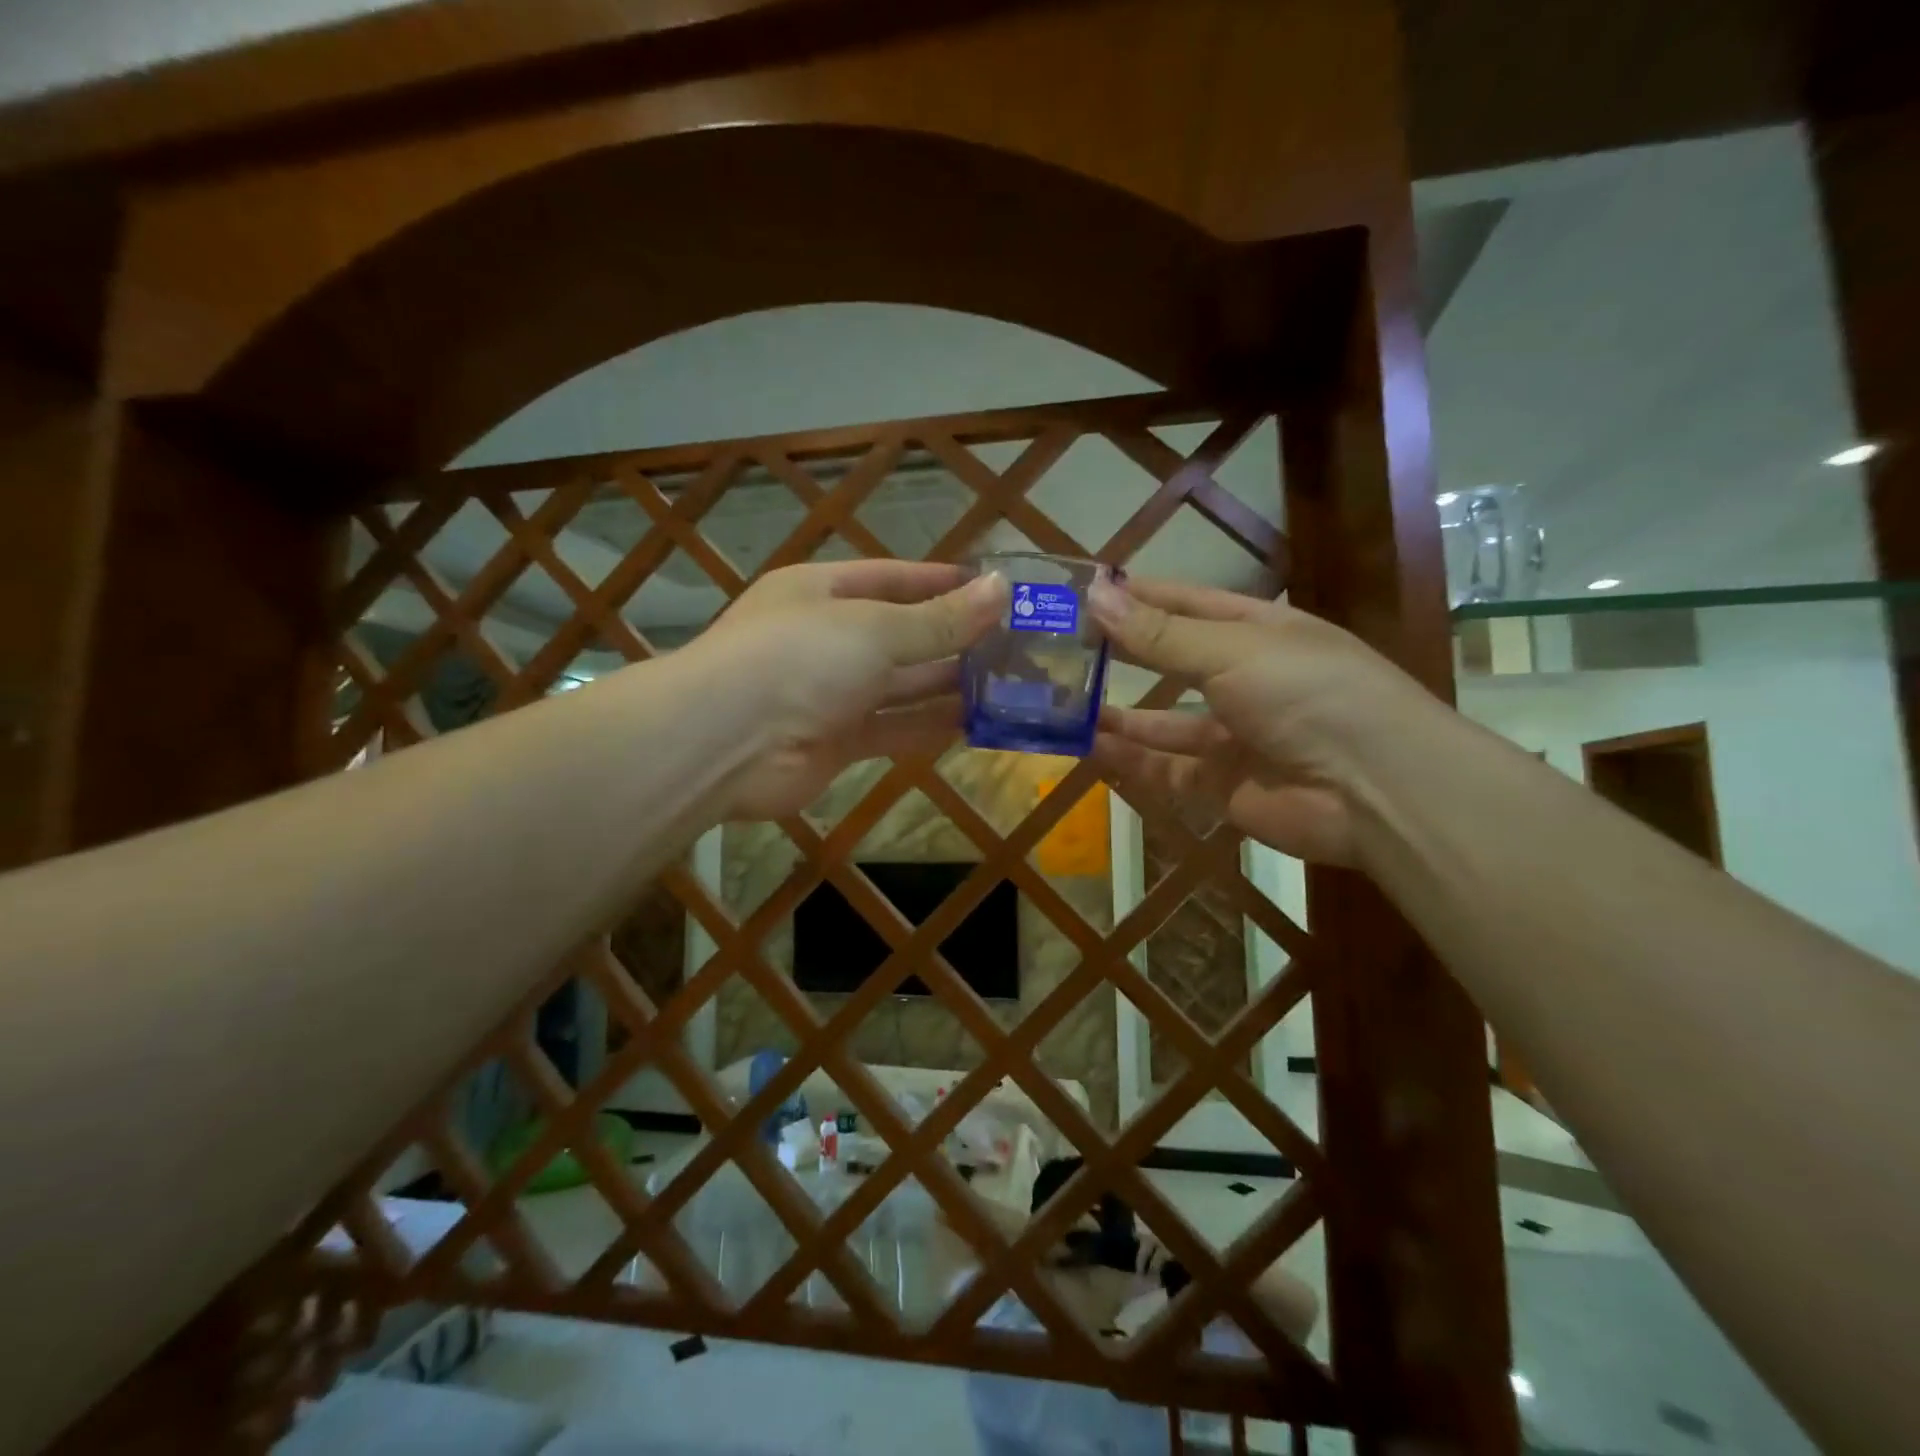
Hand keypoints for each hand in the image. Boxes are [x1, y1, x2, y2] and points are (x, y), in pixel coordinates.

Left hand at [698, 559, 1007, 819]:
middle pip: (901, 634)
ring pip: (901, 685)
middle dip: (953, 638)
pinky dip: (928, 726)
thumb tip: (1002, 589)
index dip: (942, 582)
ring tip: (1007, 684)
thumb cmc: (799, 658)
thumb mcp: (876, 628)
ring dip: (947, 685)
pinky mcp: (836, 742)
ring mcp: (830, 693)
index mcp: (823, 592)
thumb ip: (940, 618)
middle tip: (1014, 644)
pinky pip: (892, 728)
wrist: (725, 743)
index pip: (893, 578)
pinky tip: (973, 725)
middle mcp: (827, 639)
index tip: (993, 589)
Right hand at [1088, 576, 1435, 864]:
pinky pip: (1167, 771)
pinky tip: (1090, 748)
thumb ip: (1159, 633)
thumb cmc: (1307, 692)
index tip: (1083, 591)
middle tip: (1060, 649)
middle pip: (1171, 662)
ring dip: (1120, 715)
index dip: (1138, 595)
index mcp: (1257, 631)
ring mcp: (1235, 736)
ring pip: (1164, 722)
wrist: (1375, 790)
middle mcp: (1244, 680)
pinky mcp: (1224, 786)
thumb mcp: (1230, 651)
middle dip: (1122, 654)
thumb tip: (1094, 594)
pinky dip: (1131, 761)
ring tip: (1064, 704)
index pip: (1186, 603)